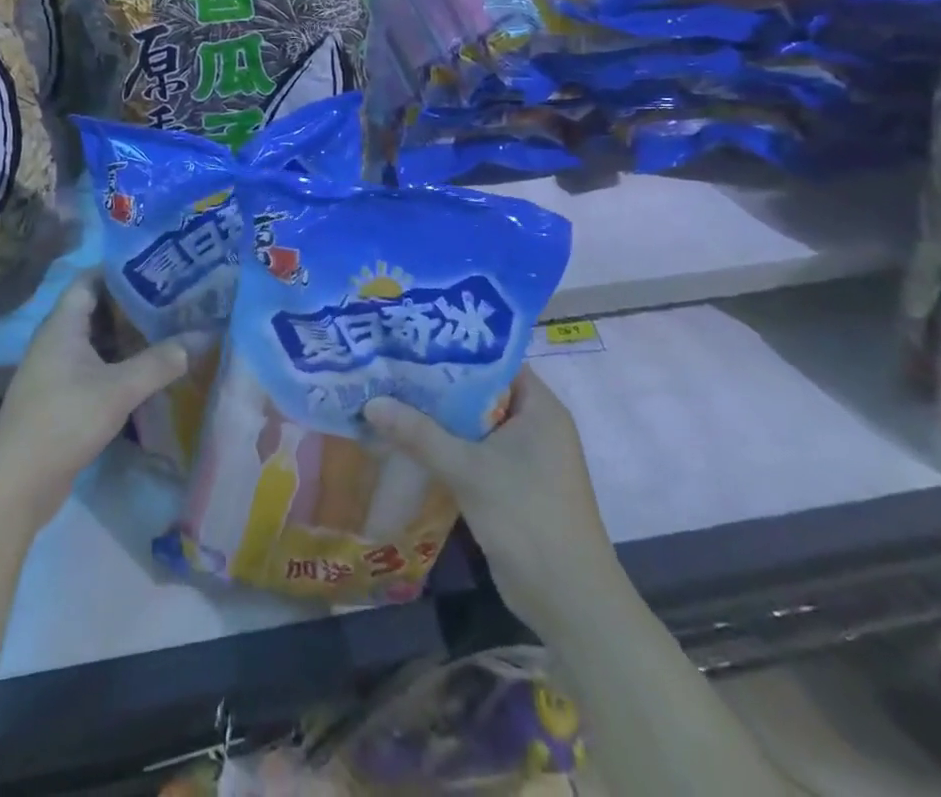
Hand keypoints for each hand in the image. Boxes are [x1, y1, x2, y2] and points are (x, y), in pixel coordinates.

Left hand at [0, 272, 189, 530]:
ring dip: (128, 334)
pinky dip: (120, 362)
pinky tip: (148, 368)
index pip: (91, 279)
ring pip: (97, 339)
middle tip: (173, 296)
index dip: (121, 268)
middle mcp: (57, 339)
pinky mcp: (62, 395)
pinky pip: (95, 365)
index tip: (157, 264)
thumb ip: (160, 362)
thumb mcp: (118, 390)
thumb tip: (200, 338)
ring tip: (168, 326)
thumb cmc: (64, 420)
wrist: (17, 483)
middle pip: (97, 307)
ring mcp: (57, 368)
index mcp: (63, 324)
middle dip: (132, 302)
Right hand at [363, 369, 613, 623]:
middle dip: (437, 381)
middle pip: (480, 390)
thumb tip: (370, 402)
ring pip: (474, 423)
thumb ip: (419, 433)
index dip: (455, 346)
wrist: (570, 603)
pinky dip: (446, 445)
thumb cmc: (528, 518)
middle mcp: (535, 424)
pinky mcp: (512, 485)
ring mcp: (525, 457)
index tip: (413, 337)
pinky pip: (474, 451)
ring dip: (438, 416)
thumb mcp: (468, 470)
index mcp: (540, 407)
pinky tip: (407, 438)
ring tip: (390, 393)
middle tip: (391, 363)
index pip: (494, 358)